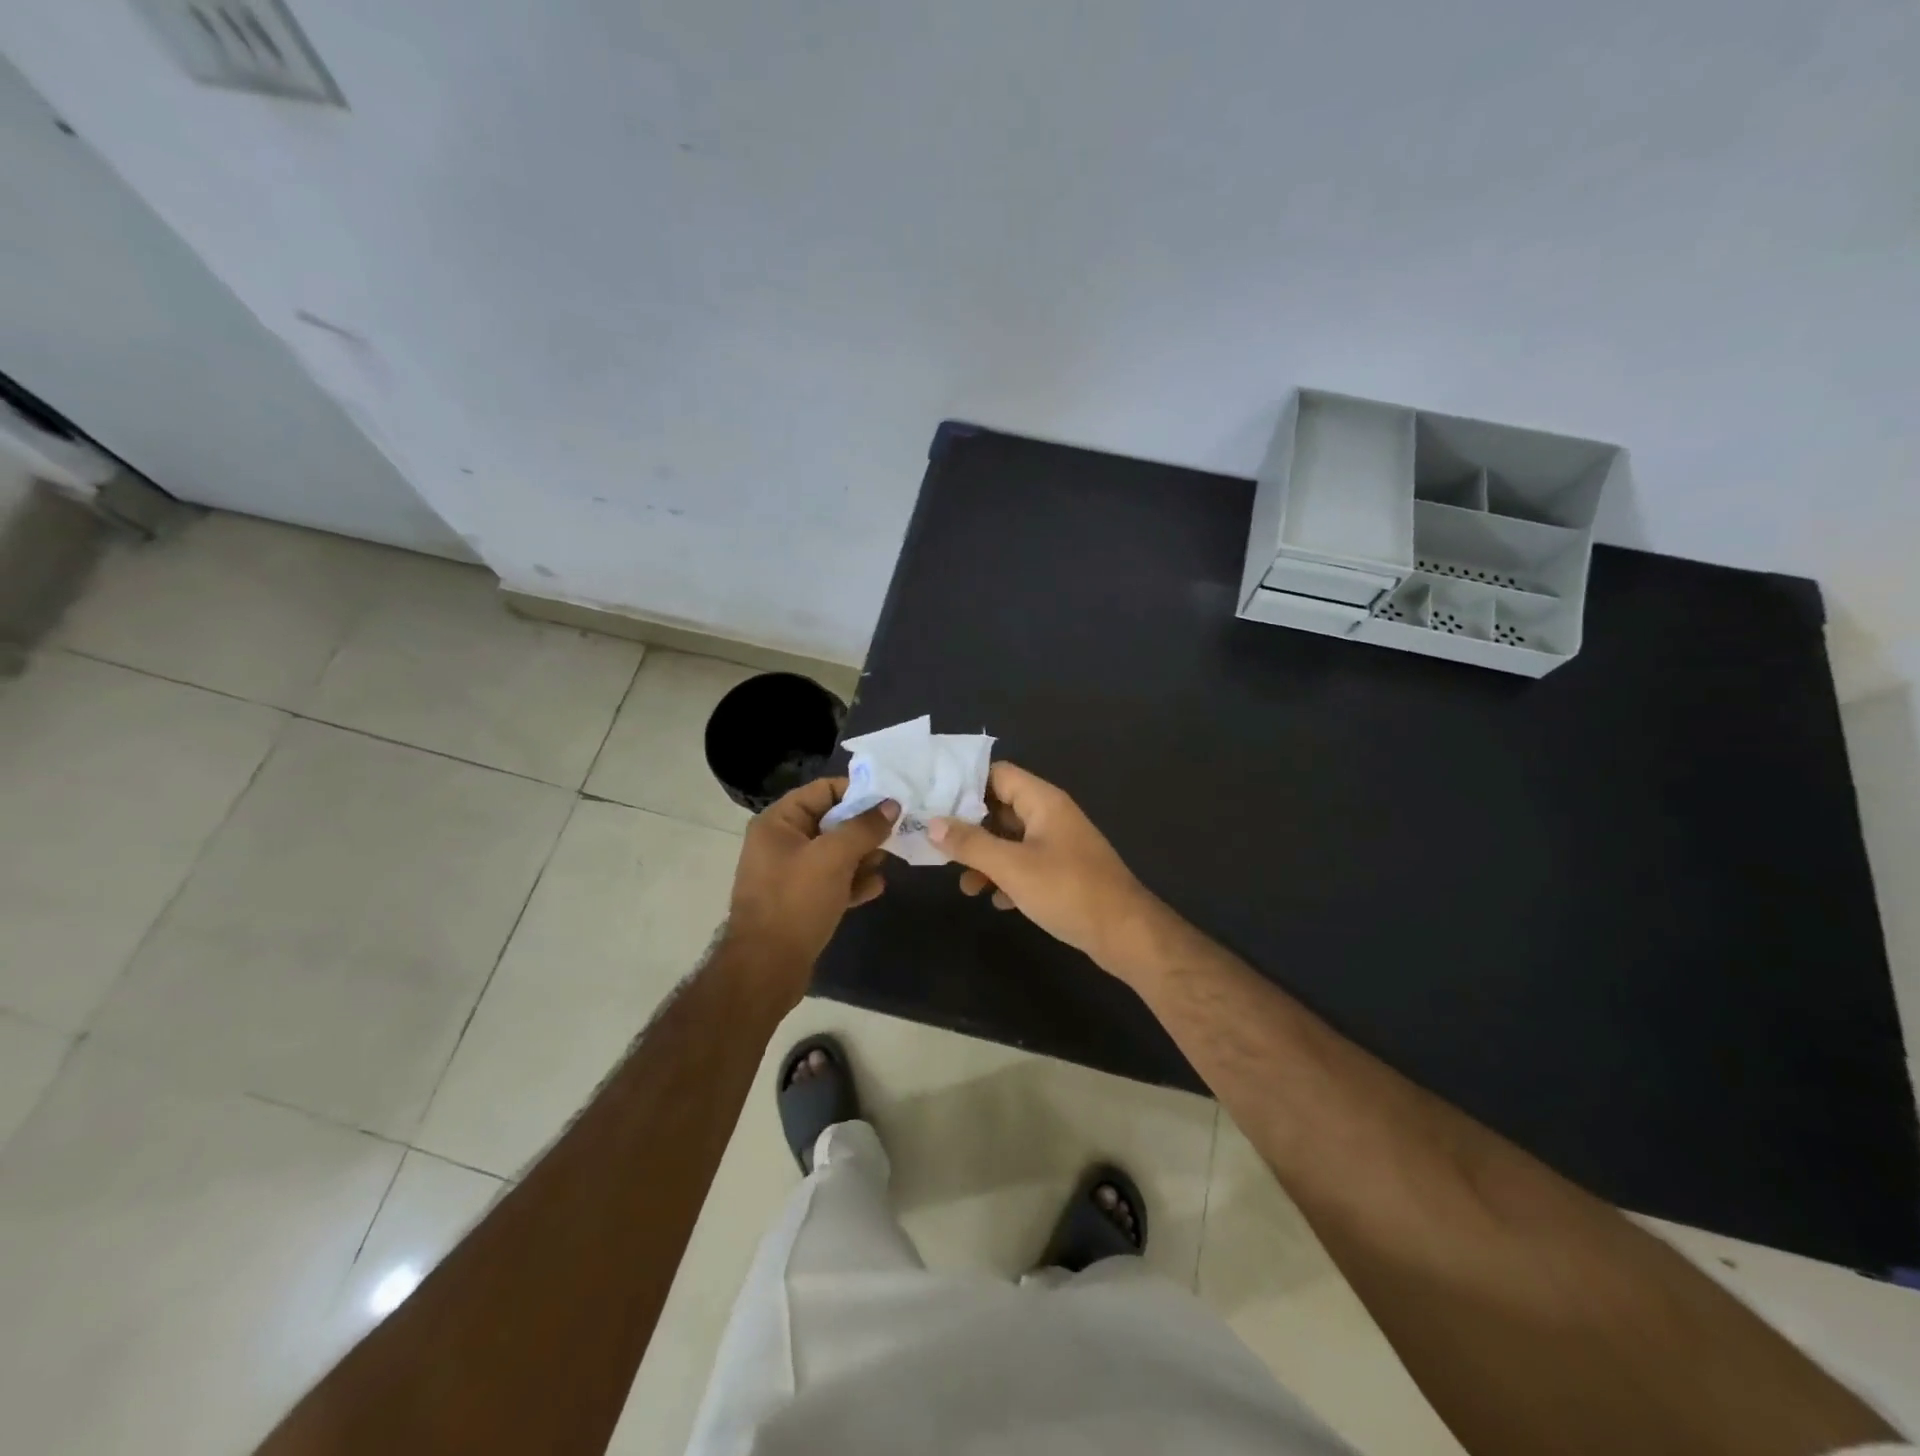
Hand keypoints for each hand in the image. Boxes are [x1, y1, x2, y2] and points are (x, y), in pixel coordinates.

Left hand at [727, 778, 897, 990]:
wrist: (767, 968)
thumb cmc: (796, 901)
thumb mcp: (834, 857)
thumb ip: (864, 827)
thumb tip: (891, 805)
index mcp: (778, 822)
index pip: (823, 790)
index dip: (858, 792)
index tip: (891, 800)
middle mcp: (781, 842)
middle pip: (832, 821)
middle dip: (865, 829)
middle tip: (898, 833)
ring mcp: (790, 873)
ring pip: (835, 853)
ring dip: (863, 856)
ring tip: (888, 862)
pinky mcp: (801, 901)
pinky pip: (832, 881)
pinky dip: (853, 882)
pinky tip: (876, 888)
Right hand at [928, 762, 1156, 970]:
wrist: (1125, 934)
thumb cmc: (1067, 890)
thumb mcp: (1012, 866)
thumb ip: (971, 843)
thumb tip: (932, 823)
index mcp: (1043, 801)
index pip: (998, 774)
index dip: (965, 783)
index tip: (932, 800)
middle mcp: (1051, 816)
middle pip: (1001, 808)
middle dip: (970, 827)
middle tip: (936, 844)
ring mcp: (1060, 845)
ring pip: (1012, 841)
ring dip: (987, 859)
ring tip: (965, 886)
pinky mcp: (1064, 873)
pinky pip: (1027, 865)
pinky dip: (1008, 878)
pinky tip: (996, 901)